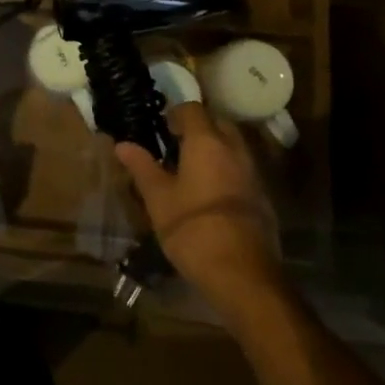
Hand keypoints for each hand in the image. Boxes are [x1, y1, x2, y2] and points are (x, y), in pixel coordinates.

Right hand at [115, 103, 283, 322]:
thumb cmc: (193, 229)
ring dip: (215, 149)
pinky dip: (228, 170)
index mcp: (206, 141)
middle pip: (217, 122)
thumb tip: (122, 144)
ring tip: (192, 171)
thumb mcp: (159, 199)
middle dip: (199, 128)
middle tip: (177, 147)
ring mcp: (252, 172)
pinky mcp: (263, 196)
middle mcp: (233, 148)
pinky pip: (242, 169)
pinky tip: (212, 194)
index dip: (175, 114)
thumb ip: (142, 167)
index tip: (161, 129)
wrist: (243, 274)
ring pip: (233, 146)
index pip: (192, 109)